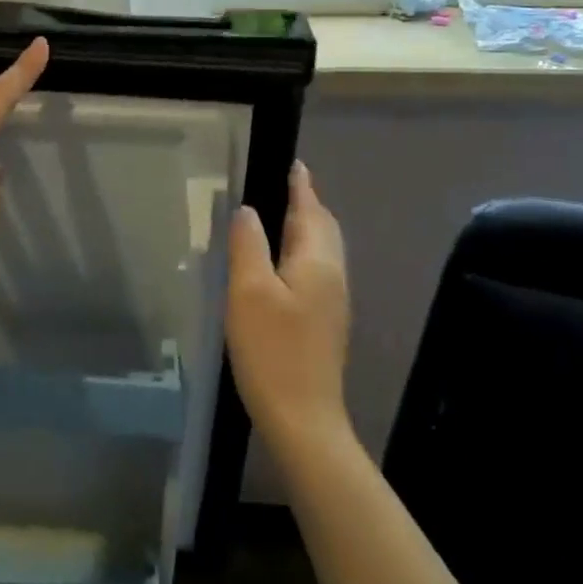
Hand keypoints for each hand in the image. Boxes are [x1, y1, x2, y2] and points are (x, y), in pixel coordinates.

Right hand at [227, 161, 351, 450]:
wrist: (303, 419)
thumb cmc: (272, 351)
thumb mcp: (248, 292)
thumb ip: (248, 245)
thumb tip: (248, 211)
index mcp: (317, 263)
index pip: (310, 211)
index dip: (300, 186)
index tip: (294, 164)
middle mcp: (333, 277)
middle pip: (324, 229)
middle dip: (308, 204)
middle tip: (286, 186)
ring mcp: (333, 302)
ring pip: (323, 251)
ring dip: (306, 228)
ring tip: (281, 217)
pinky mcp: (326, 323)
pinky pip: (317, 270)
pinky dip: (302, 252)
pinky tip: (282, 264)